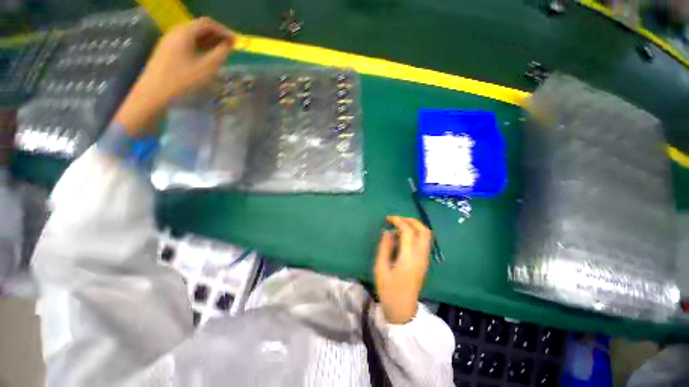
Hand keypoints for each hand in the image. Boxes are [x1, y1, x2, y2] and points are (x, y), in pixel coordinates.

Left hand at [114, 17, 234, 131]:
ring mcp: (169, 42)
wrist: (154, 94)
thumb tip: (229, 45)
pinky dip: (199, 46)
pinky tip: (206, 57)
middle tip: (230, 47)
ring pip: (193, 36)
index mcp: (184, 33)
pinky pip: (186, 43)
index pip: (207, 24)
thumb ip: (220, 54)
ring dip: (208, 41)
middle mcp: (175, 32)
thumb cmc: (182, 81)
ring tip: (221, 53)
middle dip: (216, 35)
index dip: (224, 30)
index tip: (236, 42)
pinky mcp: (166, 51)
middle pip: (199, 27)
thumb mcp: (206, 68)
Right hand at [374, 216, 431, 323]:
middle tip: (396, 220)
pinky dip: (416, 233)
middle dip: (410, 220)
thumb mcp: (381, 268)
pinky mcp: (424, 262)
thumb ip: (384, 248)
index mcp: (409, 258)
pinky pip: (424, 241)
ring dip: (415, 226)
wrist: (403, 309)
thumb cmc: (388, 290)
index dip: (398, 221)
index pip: (408, 231)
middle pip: (423, 230)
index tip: (388, 218)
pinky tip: (404, 237)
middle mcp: (420, 256)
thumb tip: (387, 231)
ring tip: (400, 226)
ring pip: (427, 235)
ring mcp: (425, 259)